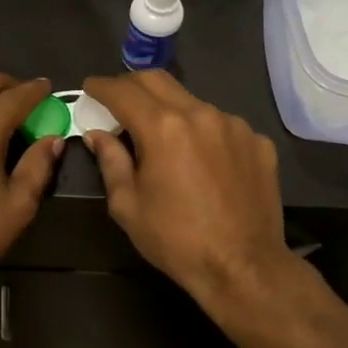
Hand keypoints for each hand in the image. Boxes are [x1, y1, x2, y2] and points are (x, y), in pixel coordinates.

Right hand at [81, 71, 300, 324]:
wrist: (244, 268)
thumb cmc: (176, 240)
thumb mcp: (128, 205)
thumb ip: (110, 162)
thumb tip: (98, 135)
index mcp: (162, 128)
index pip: (123, 91)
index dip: (101, 86)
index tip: (90, 88)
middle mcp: (199, 114)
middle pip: (158, 80)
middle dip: (131, 84)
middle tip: (118, 100)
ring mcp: (234, 125)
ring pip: (192, 101)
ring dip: (169, 109)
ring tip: (162, 137)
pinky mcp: (258, 142)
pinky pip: (222, 125)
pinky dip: (203, 132)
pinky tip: (201, 160)